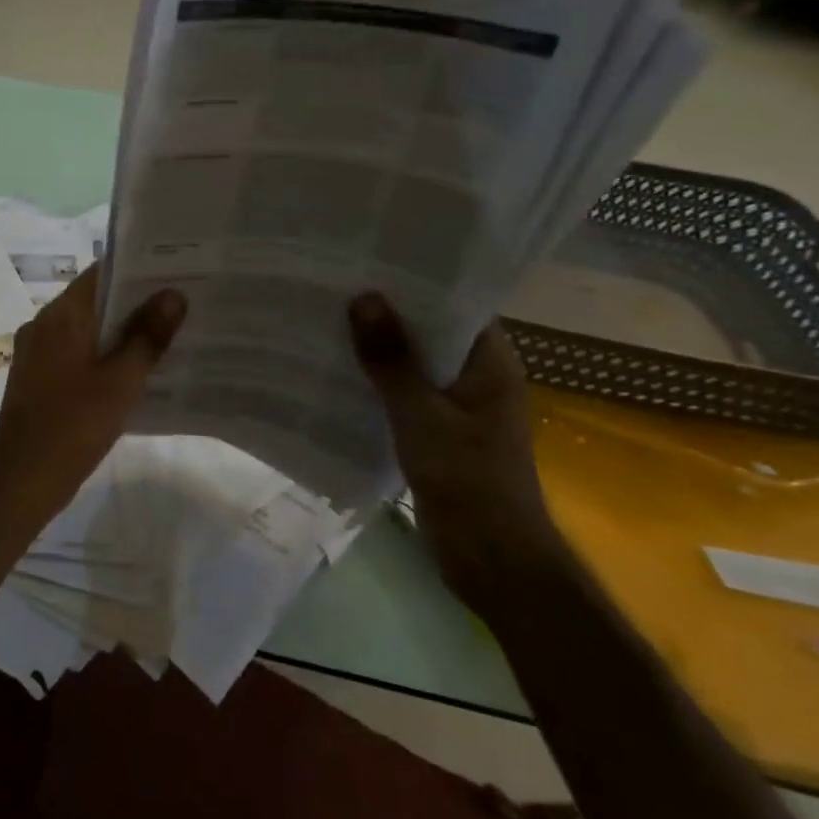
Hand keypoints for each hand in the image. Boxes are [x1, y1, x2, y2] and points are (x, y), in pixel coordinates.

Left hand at [0, 263, 183, 517]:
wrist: (21, 479)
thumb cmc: (73, 425)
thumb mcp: (121, 380)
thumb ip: (147, 336)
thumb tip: (173, 294)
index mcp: (59, 316)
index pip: (101, 274)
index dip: (139, 269)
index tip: (178, 268)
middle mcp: (43, 325)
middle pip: (95, 301)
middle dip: (137, 302)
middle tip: (185, 301)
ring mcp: (38, 353)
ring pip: (87, 330)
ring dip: (123, 331)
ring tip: (171, 333)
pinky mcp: (39, 379)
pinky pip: (77, 354)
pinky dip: (105, 355)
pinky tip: (138, 371)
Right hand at [347, 294, 564, 611]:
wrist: (491, 558)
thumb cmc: (466, 480)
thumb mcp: (421, 415)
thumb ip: (391, 359)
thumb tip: (364, 297)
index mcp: (490, 364)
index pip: (458, 304)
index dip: (418, 281)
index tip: (371, 260)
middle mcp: (478, 378)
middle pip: (431, 332)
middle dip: (388, 313)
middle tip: (336, 286)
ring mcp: (459, 408)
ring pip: (415, 365)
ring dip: (379, 349)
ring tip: (327, 322)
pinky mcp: (439, 433)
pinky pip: (405, 394)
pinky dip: (377, 383)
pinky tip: (338, 375)